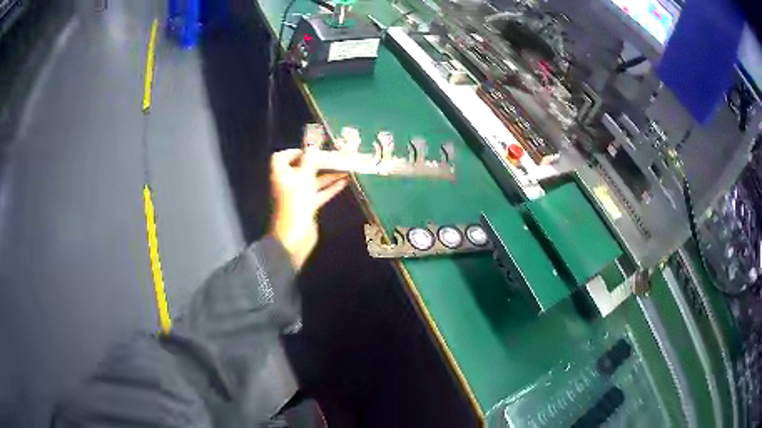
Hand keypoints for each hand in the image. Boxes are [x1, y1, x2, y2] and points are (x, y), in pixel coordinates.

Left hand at [270, 149, 347, 268]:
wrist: (294, 236)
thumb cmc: (295, 203)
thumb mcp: (303, 177)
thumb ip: (310, 160)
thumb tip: (313, 145)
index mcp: (281, 174)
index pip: (281, 157)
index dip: (294, 152)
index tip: (310, 150)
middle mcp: (287, 183)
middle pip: (301, 168)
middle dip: (317, 162)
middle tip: (334, 156)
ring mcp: (297, 196)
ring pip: (312, 181)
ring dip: (327, 174)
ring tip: (345, 167)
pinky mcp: (307, 207)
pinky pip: (319, 193)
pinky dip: (330, 188)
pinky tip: (344, 182)